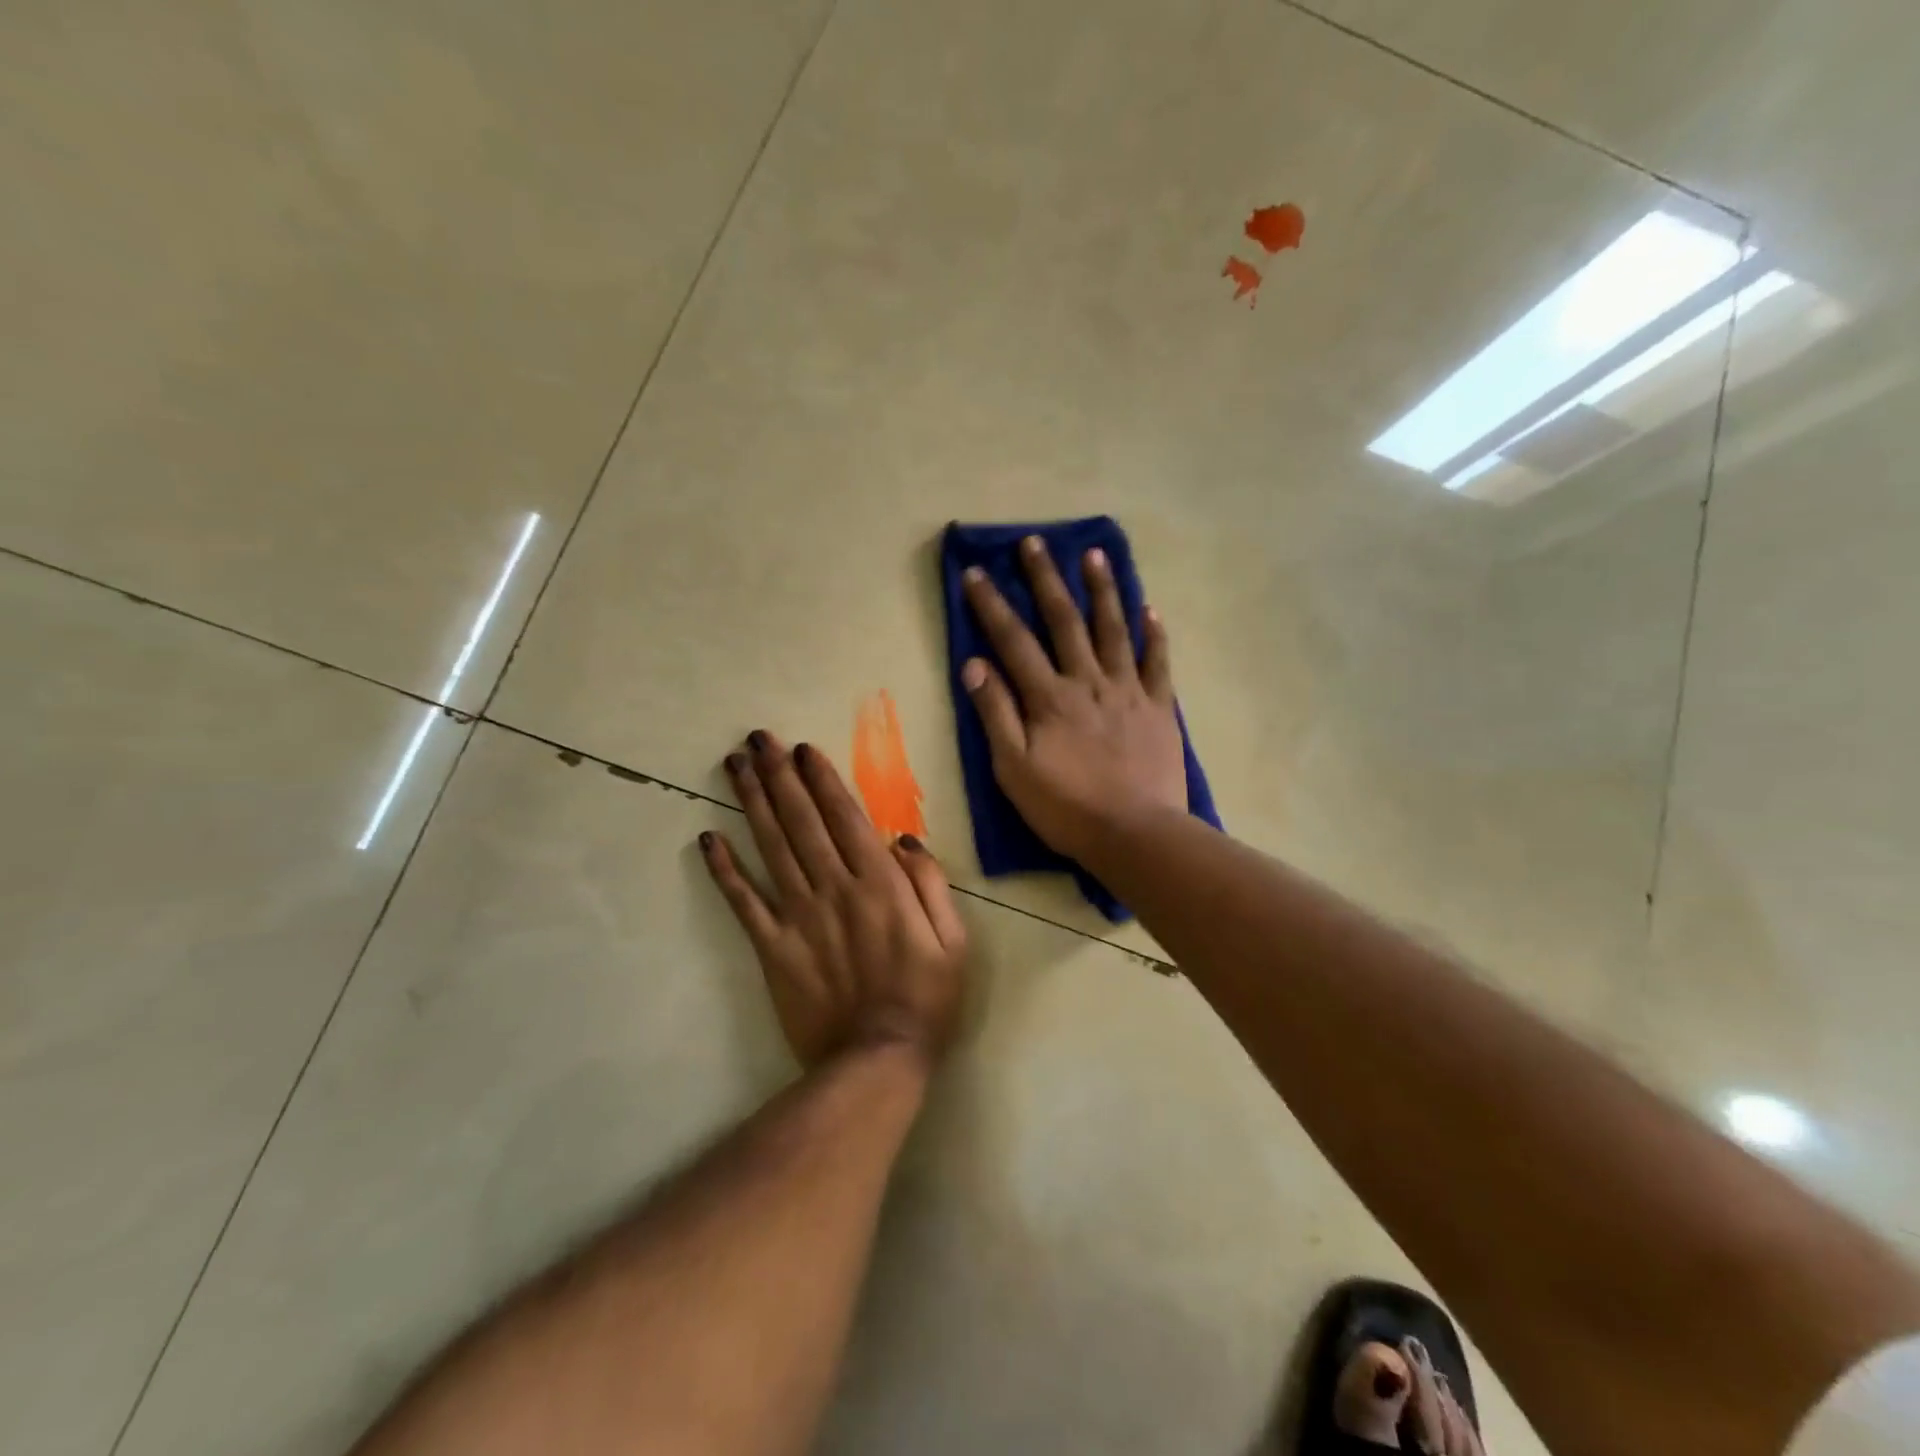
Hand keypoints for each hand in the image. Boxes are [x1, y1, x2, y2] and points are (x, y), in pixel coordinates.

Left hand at [700, 731, 967, 1069]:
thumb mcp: (954, 940)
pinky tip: (708, 839)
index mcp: (879, 883)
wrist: (877, 1059)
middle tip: (757, 739)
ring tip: (734, 766)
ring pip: (770, 847)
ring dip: (750, 803)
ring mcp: (798, 915)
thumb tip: (903, 840)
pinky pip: (744, 902)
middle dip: (779, 775)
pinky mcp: (772, 947)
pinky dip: (725, 870)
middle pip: (801, 820)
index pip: (845, 817)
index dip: (821, 779)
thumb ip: (931, 884)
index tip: (802, 749)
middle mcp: (834, 887)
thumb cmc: (925, 997)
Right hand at [960, 535, 1187, 859]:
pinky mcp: (1159, 708)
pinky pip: (1157, 663)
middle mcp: (1088, 681)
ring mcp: (1128, 691)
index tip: (975, 573)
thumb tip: (974, 663)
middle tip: (1034, 542)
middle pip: (1064, 620)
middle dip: (1045, 579)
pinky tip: (1150, 610)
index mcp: (1049, 697)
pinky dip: (1153, 635)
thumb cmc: (1066, 807)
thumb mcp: (1013, 768)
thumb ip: (995, 713)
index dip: (992, 605)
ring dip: (1102, 590)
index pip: (1013, 641)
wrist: (1135, 834)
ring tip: (1095, 555)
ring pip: (1113, 629)